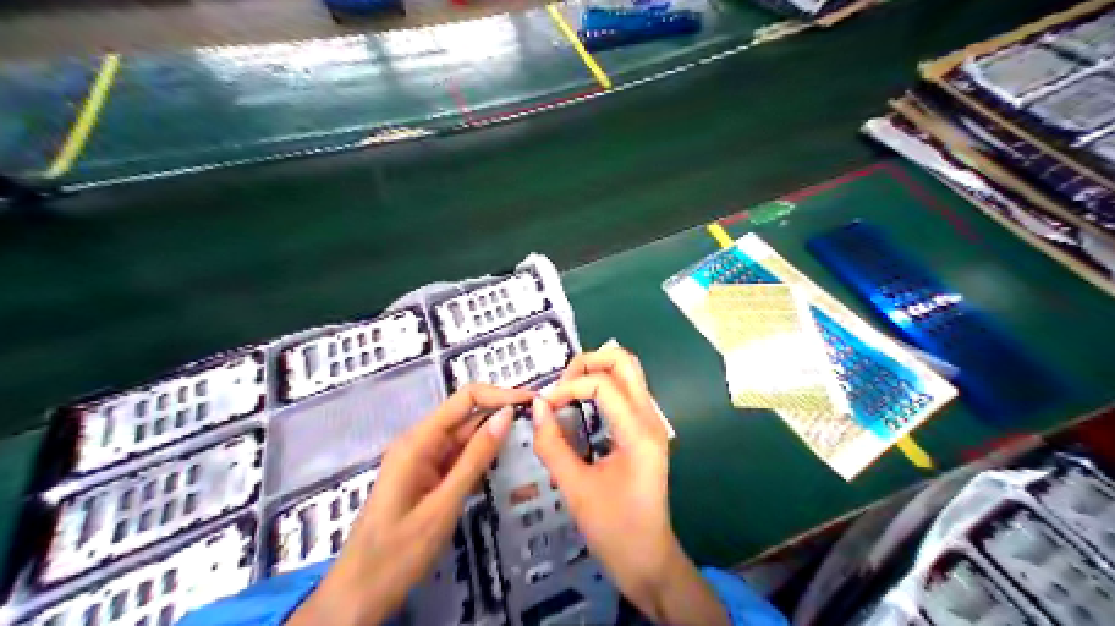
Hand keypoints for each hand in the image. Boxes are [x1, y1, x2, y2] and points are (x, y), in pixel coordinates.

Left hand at [286, 381, 529, 625]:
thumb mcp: (444, 504)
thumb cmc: (398, 552)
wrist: (359, 596)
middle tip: (539, 425)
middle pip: (466, 416)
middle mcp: (420, 443)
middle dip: (500, 416)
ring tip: (529, 442)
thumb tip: (506, 415)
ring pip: (464, 439)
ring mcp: (422, 461)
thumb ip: (476, 458)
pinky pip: (458, 459)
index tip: (531, 402)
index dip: (499, 395)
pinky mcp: (427, 479)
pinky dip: (481, 460)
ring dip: (493, 439)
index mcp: (418, 441)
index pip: (464, 399)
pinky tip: (503, 465)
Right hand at [534, 346, 732, 625]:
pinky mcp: (645, 431)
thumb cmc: (614, 529)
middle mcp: (650, 418)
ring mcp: (651, 423)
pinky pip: (626, 392)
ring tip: (566, 394)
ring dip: (595, 372)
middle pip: (624, 361)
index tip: (544, 408)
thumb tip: (536, 406)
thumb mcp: (576, 489)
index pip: (602, 384)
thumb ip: (552, 445)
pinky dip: (602, 387)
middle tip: (561, 386)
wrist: (649, 560)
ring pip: (628, 373)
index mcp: (638, 432)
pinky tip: (580, 407)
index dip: (568, 388)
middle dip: (588, 363)